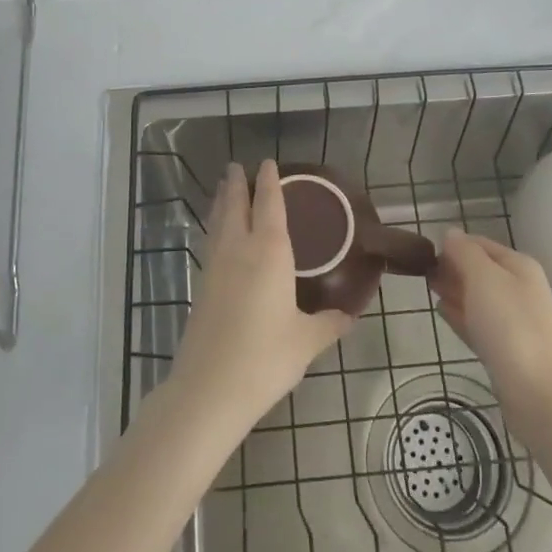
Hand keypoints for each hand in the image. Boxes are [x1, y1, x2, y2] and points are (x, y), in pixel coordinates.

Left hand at [171, 161, 353, 425]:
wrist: (209, 388)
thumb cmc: (265, 357)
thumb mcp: (307, 341)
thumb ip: (329, 323)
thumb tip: (350, 315)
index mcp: (269, 252)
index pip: (268, 204)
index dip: (269, 181)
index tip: (268, 162)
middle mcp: (239, 250)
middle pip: (235, 206)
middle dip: (237, 184)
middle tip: (237, 166)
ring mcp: (215, 267)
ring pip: (218, 222)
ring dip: (222, 202)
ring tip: (224, 189)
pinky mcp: (201, 286)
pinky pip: (211, 242)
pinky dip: (215, 227)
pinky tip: (218, 235)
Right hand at [431, 231, 551, 425]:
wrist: (540, 393)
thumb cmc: (510, 326)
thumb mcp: (484, 278)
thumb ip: (465, 253)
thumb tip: (451, 234)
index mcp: (519, 266)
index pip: (480, 244)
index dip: (453, 244)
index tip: (425, 252)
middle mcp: (521, 289)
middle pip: (481, 270)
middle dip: (453, 268)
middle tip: (422, 271)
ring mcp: (516, 321)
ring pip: (479, 298)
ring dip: (455, 290)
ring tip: (429, 289)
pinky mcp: (508, 351)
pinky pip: (479, 324)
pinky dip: (461, 315)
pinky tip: (443, 312)